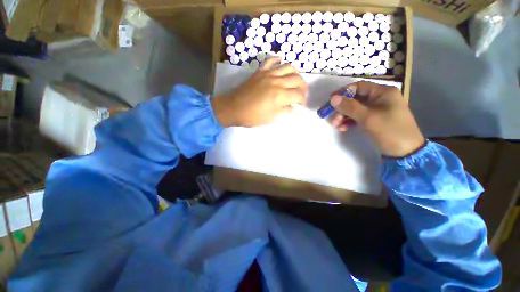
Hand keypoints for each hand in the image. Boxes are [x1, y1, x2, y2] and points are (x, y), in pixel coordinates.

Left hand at [211, 57, 306, 126]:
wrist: (233, 108)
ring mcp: (268, 74)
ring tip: (295, 80)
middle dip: (303, 87)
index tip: (301, 104)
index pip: (298, 95)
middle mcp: (277, 82)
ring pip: (288, 67)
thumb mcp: (271, 118)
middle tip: (301, 93)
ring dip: (295, 73)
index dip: (303, 100)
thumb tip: (292, 107)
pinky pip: (271, 61)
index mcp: (280, 96)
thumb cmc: (252, 117)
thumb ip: (284, 111)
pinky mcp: (260, 71)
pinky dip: (278, 60)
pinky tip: (281, 63)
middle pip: (297, 79)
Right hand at [329, 81, 424, 156]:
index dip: (343, 92)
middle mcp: (379, 98)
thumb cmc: (389, 131)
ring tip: (336, 126)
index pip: (358, 86)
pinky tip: (343, 128)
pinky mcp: (374, 119)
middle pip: (355, 99)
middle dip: (342, 109)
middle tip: (332, 119)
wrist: (405, 151)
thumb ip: (349, 107)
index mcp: (383, 93)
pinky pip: (358, 117)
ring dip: (343, 116)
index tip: (330, 101)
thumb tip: (333, 98)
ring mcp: (377, 109)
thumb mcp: (367, 118)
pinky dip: (349, 121)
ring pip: (354, 109)